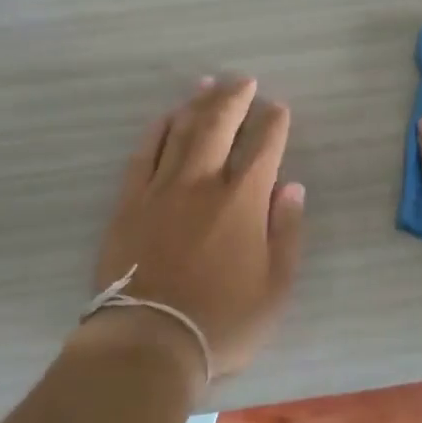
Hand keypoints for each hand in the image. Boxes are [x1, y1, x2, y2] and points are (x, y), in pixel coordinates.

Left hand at [92, 77, 305, 378]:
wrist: (148, 341)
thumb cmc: (222, 322)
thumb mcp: (275, 288)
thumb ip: (286, 232)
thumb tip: (292, 187)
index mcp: (242, 201)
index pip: (263, 147)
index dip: (273, 123)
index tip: (278, 108)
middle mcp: (202, 183)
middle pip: (218, 125)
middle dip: (235, 98)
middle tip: (244, 81)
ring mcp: (161, 188)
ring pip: (181, 131)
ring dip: (197, 103)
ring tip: (208, 82)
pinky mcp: (129, 201)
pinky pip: (143, 153)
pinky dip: (157, 130)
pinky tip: (165, 117)